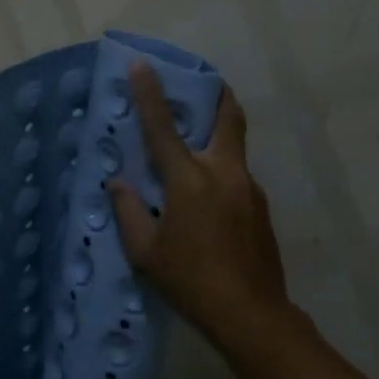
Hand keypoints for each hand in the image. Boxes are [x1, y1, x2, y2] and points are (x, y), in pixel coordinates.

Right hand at [108, 63, 290, 349]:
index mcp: (189, 180)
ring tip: (193, 154)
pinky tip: (206, 203)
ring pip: (234, 146)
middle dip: (216, 93)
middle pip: (227, 116)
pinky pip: (237, 176)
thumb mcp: (145, 252)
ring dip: (216, 136)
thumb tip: (117, 182)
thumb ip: (128, 211)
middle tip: (203, 83)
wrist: (252, 315)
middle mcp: (224, 172)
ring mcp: (249, 188)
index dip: (149, 93)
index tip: (141, 64)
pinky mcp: (261, 207)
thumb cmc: (190, 281)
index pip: (162, 127)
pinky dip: (220, 172)